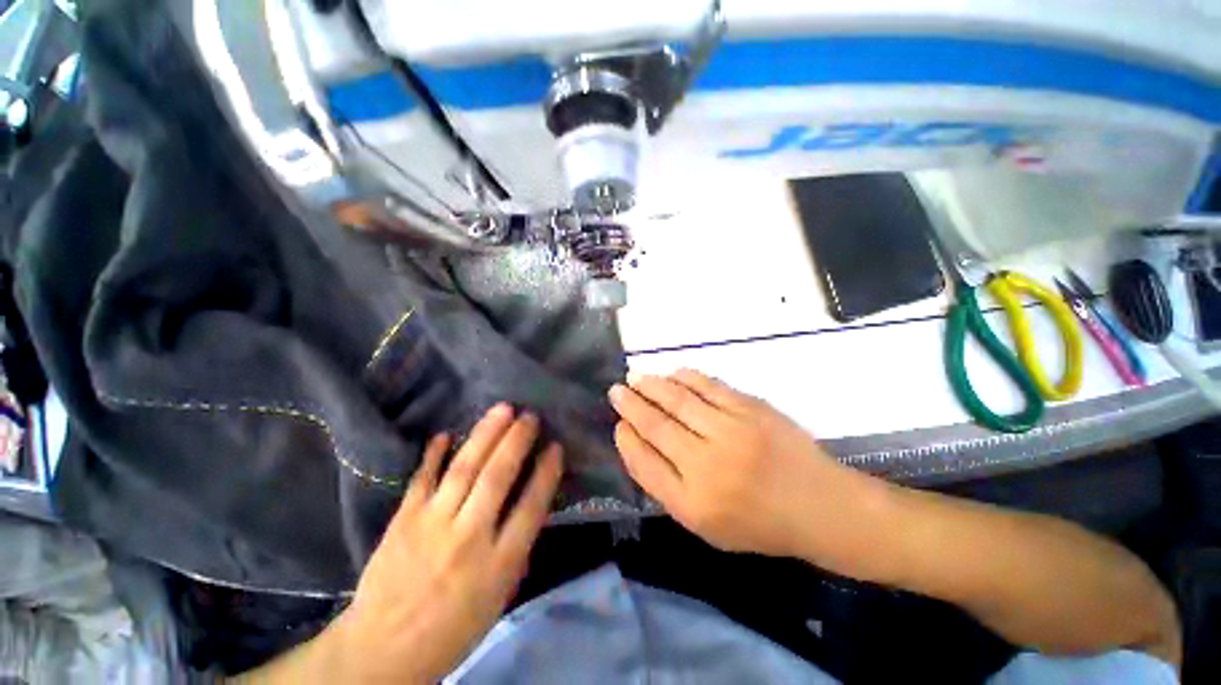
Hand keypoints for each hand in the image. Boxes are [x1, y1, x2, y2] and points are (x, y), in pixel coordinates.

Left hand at [332, 405, 562, 682]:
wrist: (383, 651)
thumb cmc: (452, 628)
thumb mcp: (498, 598)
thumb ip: (516, 549)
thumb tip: (529, 504)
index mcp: (497, 564)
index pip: (530, 507)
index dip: (546, 473)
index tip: (556, 446)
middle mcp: (467, 538)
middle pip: (497, 478)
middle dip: (517, 441)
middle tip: (530, 417)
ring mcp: (431, 525)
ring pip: (464, 469)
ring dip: (485, 435)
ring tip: (502, 410)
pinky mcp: (402, 521)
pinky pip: (421, 479)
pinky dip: (434, 454)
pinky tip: (445, 433)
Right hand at [609, 370, 891, 570]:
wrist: (821, 507)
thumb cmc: (759, 523)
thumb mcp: (706, 525)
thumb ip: (668, 487)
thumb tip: (639, 442)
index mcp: (693, 504)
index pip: (644, 463)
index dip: (626, 439)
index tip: (618, 423)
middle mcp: (708, 465)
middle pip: (656, 426)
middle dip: (631, 404)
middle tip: (616, 390)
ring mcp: (732, 432)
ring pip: (678, 400)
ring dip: (652, 385)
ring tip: (635, 377)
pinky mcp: (752, 409)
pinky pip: (709, 386)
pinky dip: (685, 377)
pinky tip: (672, 373)